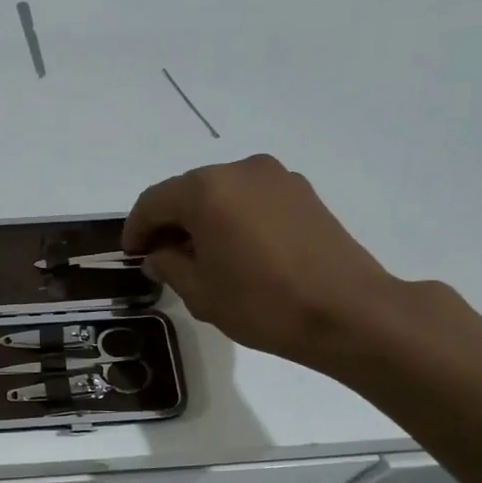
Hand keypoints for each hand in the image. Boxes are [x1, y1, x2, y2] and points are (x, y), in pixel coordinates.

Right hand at [122, 154, 403, 371]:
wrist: (349, 312)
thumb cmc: (263, 304)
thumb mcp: (201, 292)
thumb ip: (169, 265)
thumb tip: (159, 254)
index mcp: (206, 190)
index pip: (153, 202)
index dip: (136, 229)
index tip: (132, 255)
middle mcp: (239, 170)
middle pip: (187, 191)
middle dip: (170, 222)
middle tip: (163, 257)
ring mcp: (276, 177)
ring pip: (221, 192)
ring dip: (203, 218)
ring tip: (203, 255)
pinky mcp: (302, 192)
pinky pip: (251, 198)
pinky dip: (234, 216)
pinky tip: (239, 249)